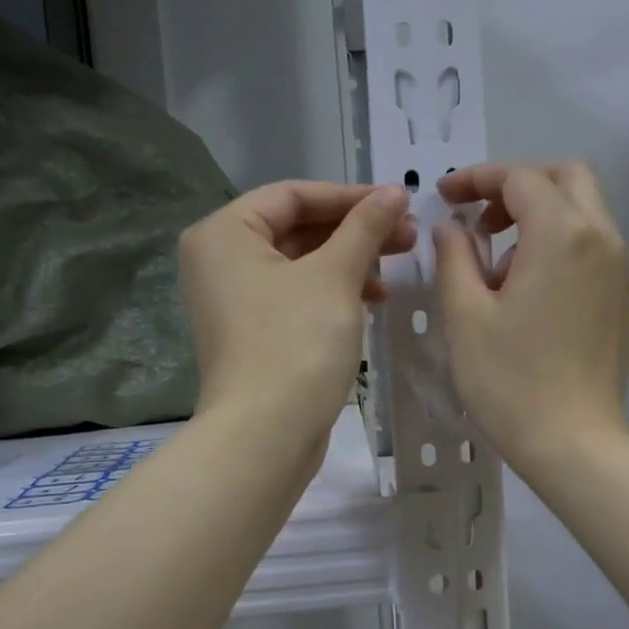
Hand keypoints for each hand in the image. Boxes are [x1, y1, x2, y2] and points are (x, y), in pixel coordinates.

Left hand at [179, 182, 414, 437]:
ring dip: (349, 263)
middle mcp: (220, 261)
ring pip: (301, 265)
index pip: (292, 195)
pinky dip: (333, 293)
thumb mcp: (335, 276)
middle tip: (408, 237)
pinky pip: (297, 296)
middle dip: (354, 232)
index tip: (398, 204)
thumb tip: (394, 193)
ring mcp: (235, 301)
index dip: (350, 197)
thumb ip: (364, 227)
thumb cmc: (296, 343)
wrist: (266, 435)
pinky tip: (372, 300)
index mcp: (224, 234)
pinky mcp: (253, 334)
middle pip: (297, 229)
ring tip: (396, 270)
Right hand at [434, 161, 628, 469]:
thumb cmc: (510, 381)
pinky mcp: (625, 299)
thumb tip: (453, 229)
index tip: (445, 195)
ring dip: (541, 216)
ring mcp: (621, 270)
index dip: (477, 178)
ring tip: (500, 268)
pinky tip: (531, 292)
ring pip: (585, 212)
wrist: (574, 443)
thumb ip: (455, 258)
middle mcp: (602, 239)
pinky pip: (594, 248)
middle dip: (518, 185)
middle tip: (481, 220)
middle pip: (566, 178)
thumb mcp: (465, 316)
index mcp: (562, 234)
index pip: (520, 178)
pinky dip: (561, 245)